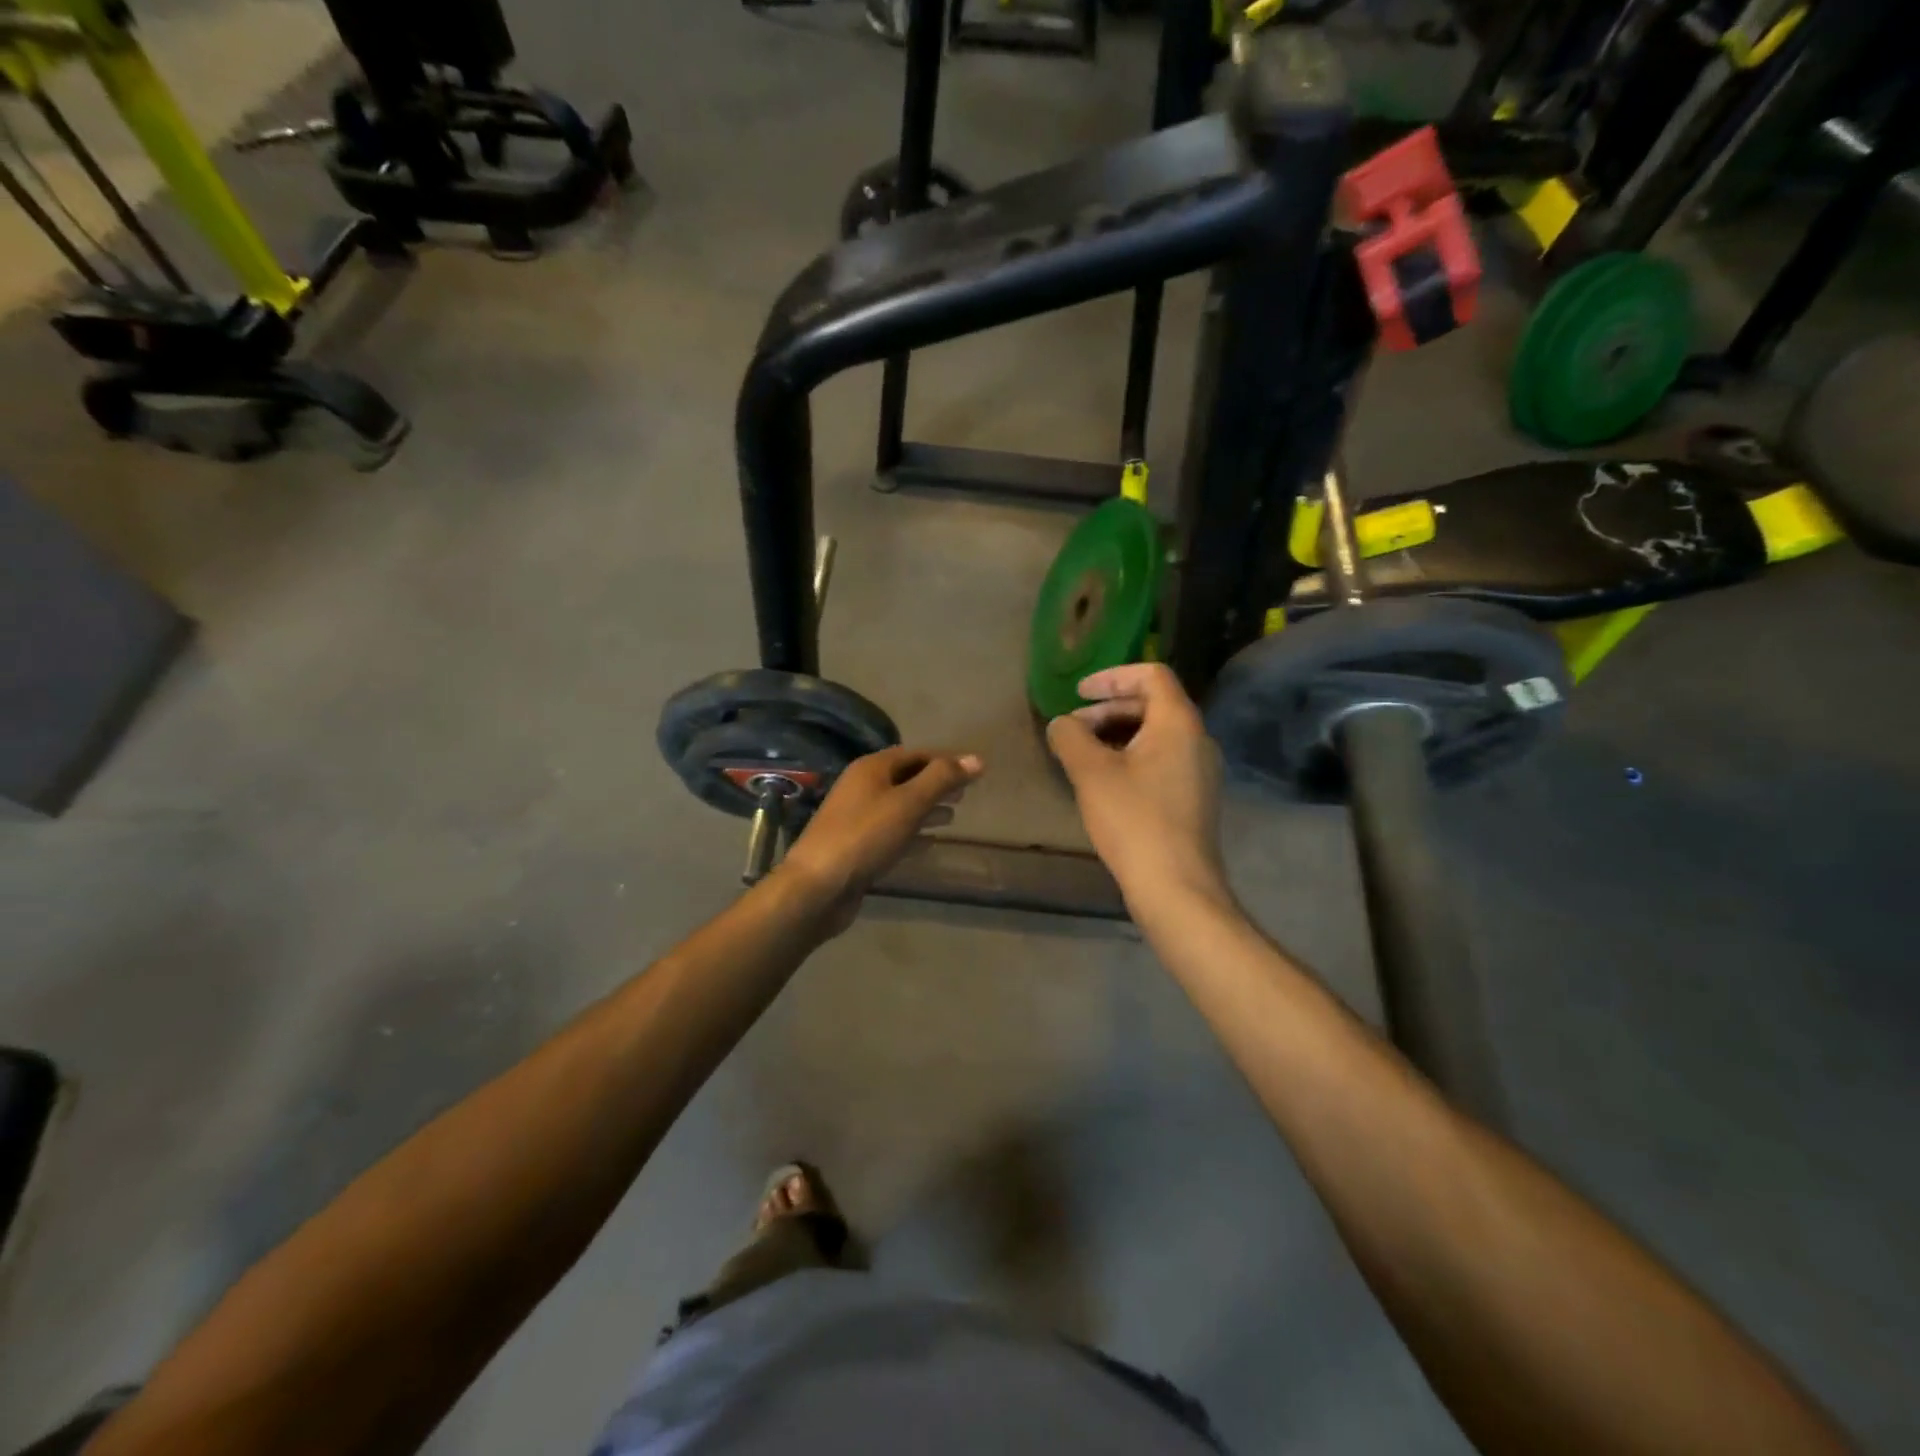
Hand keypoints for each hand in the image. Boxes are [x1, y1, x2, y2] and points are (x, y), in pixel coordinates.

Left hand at [777, 746, 983, 933]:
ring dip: (926, 808)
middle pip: (906, 778)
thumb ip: (942, 779)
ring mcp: (857, 818)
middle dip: (936, 783)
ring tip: (953, 815)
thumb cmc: (865, 836)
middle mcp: (862, 787)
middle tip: (966, 793)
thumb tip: (976, 760)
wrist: (818, 886)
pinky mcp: (858, 847)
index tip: (975, 770)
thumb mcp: (908, 802)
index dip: (946, 760)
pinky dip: (913, 833)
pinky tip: (930, 843)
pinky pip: (892, 832)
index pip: (916, 754)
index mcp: (871, 768)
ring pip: (900, 806)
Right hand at [1046, 664, 1228, 909]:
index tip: (1078, 694)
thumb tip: (1061, 724)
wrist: (1176, 886)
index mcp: (1179, 722)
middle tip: (1073, 729)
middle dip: (1108, 709)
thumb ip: (1070, 737)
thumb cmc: (1133, 820)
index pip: (1151, 675)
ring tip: (1083, 756)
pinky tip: (1105, 782)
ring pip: (1156, 734)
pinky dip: (1132, 757)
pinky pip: (1162, 759)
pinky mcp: (1194, 797)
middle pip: (1153, 703)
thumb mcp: (1090, 772)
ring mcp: (1200, 770)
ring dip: (1117, 734)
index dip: (1111, 676)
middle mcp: (1198, 739)